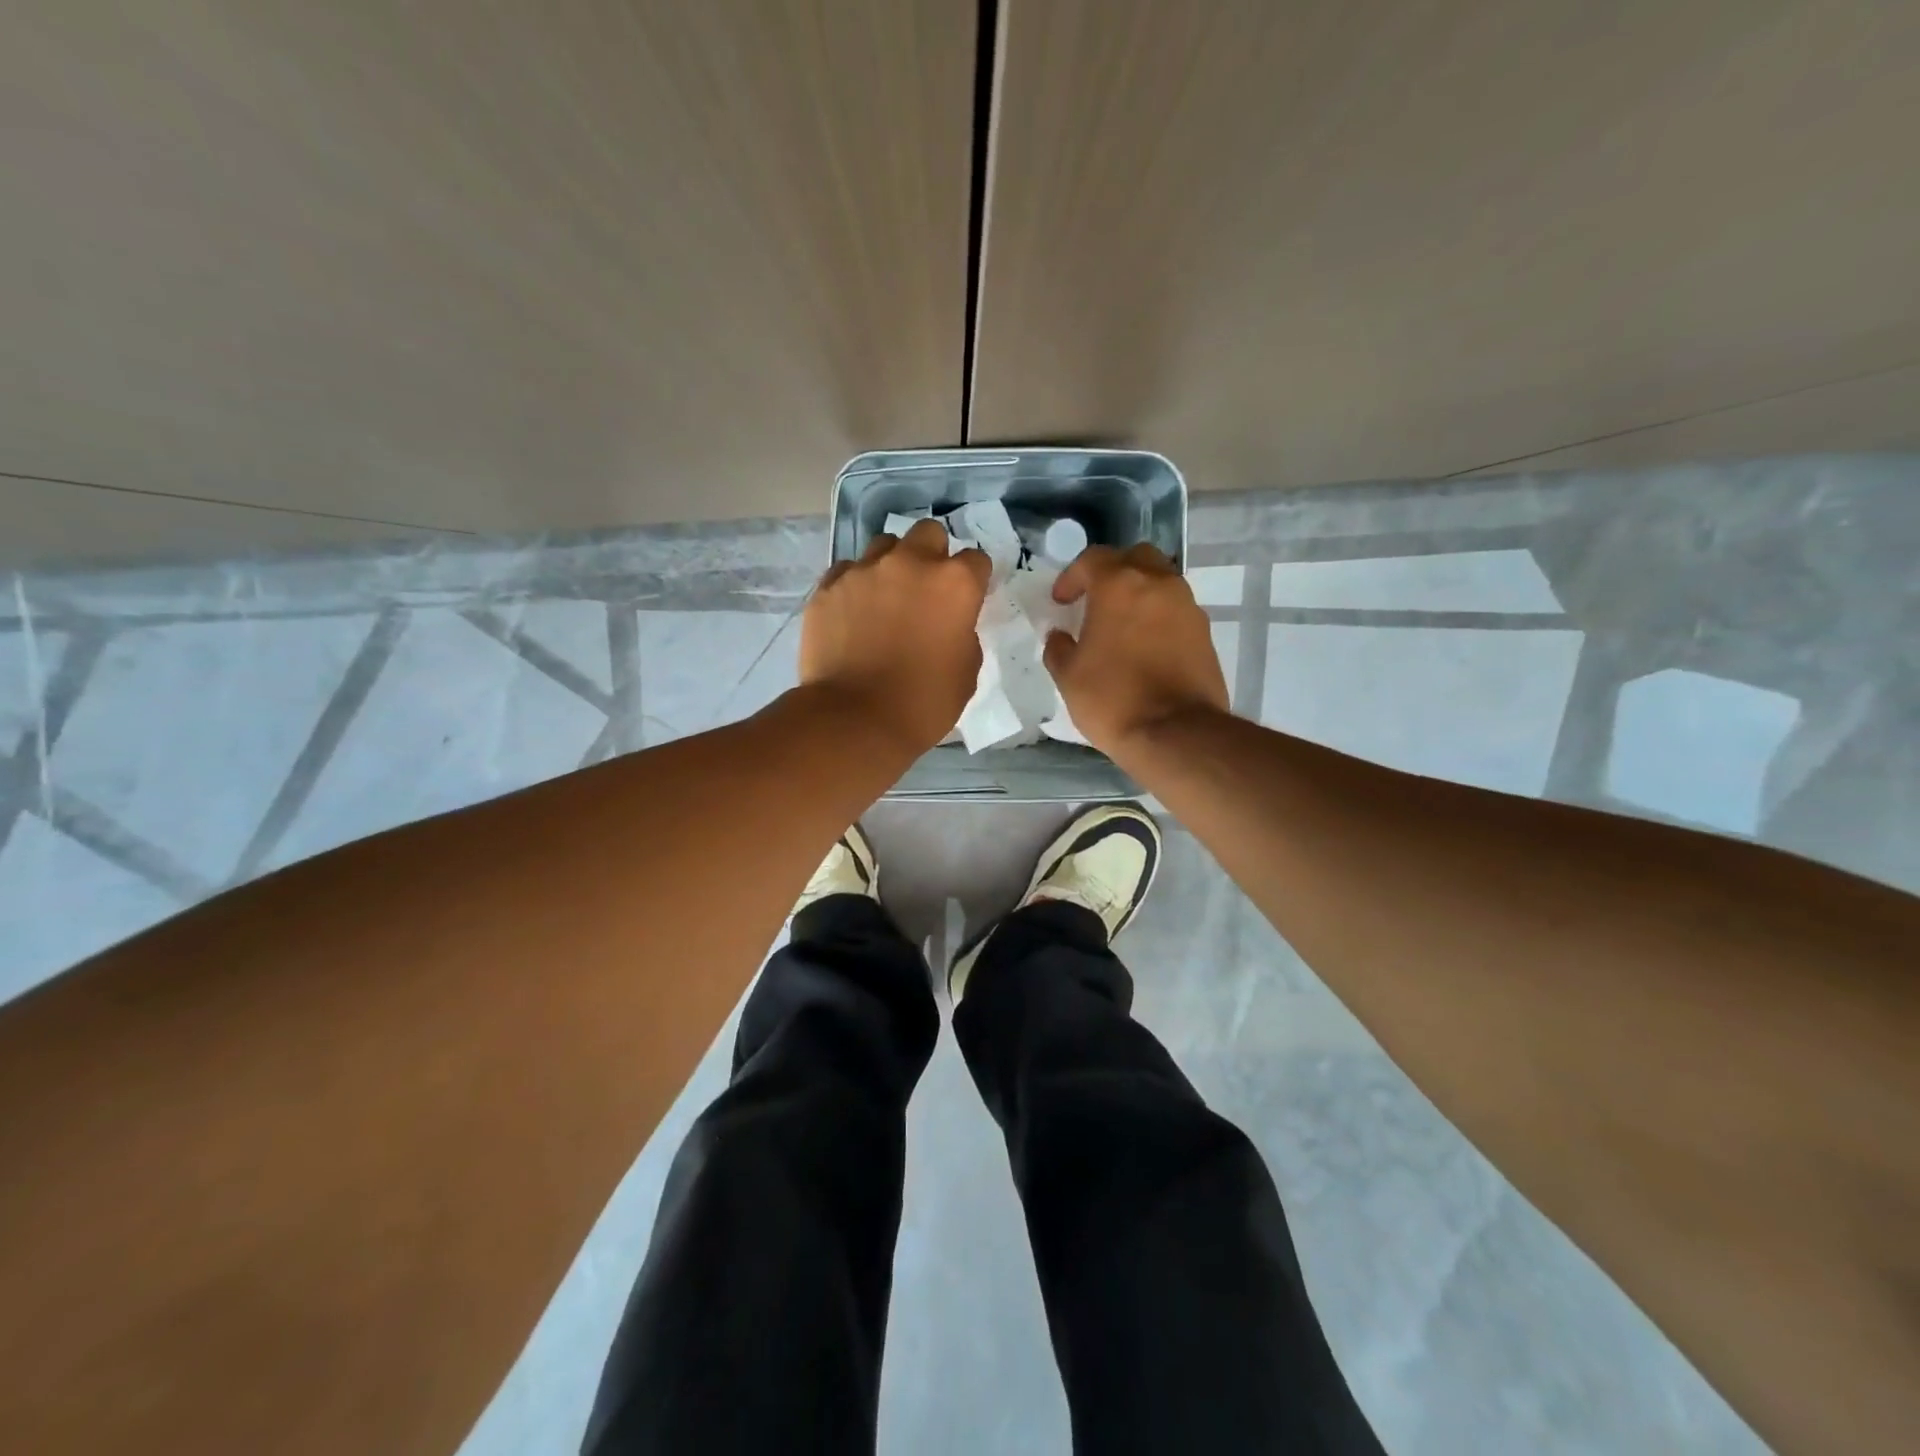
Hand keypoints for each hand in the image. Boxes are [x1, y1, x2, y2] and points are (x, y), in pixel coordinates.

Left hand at [801, 520, 990, 753]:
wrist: (855, 719)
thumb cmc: (923, 702)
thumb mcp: (966, 671)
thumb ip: (963, 633)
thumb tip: (949, 622)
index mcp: (954, 583)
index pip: (976, 560)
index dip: (973, 580)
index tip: (967, 599)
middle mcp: (910, 563)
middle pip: (928, 533)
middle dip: (932, 554)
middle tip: (925, 589)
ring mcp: (864, 571)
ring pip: (883, 546)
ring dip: (891, 565)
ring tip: (885, 598)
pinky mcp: (828, 587)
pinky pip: (846, 571)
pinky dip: (855, 586)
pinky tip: (853, 613)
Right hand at [1044, 544, 1229, 758]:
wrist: (1175, 733)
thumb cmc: (1112, 699)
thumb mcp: (1068, 676)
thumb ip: (1058, 648)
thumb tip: (1060, 636)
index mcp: (1119, 585)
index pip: (1092, 560)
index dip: (1072, 577)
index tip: (1061, 602)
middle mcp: (1158, 584)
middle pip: (1135, 558)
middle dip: (1113, 572)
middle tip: (1096, 600)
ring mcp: (1187, 606)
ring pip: (1161, 582)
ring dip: (1139, 594)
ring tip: (1122, 625)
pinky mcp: (1204, 632)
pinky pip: (1176, 611)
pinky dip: (1159, 618)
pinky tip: (1145, 646)